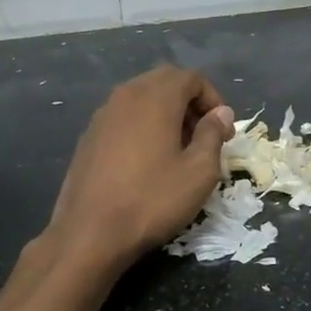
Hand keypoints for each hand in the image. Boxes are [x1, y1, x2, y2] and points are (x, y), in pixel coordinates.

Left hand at [44, 66, 234, 266]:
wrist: (90, 232)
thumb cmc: (152, 199)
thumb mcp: (199, 171)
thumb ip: (213, 135)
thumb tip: (221, 113)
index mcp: (155, 97)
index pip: (191, 77)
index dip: (213, 99)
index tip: (223, 131)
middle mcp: (126, 96)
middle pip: (164, 81)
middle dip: (189, 102)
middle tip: (203, 136)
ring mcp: (102, 115)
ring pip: (141, 99)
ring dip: (165, 114)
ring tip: (177, 149)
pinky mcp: (88, 137)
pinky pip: (123, 118)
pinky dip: (142, 127)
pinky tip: (147, 161)